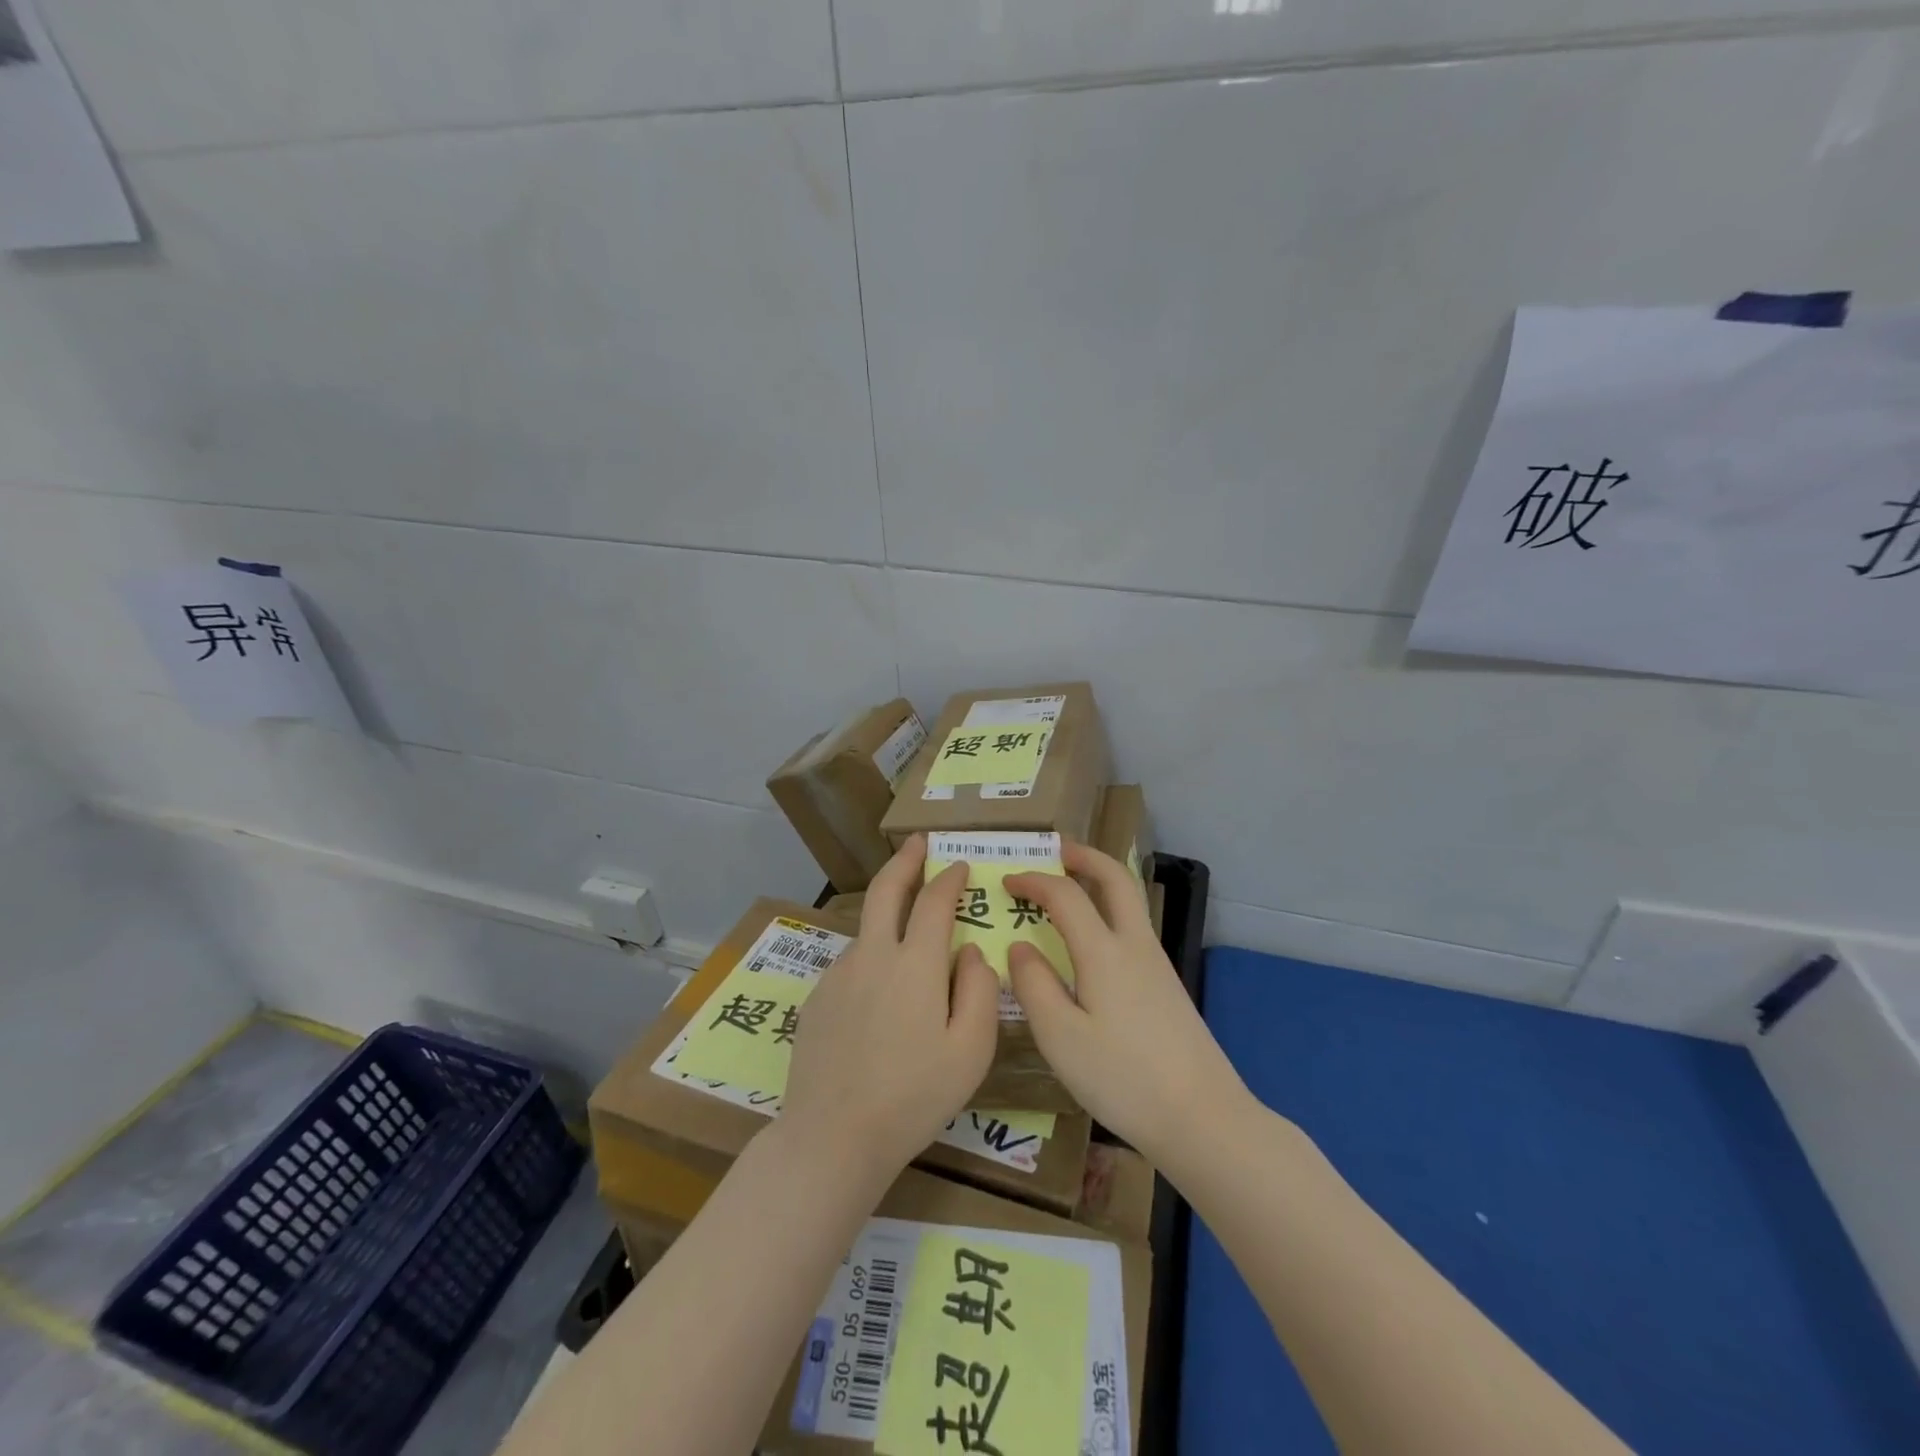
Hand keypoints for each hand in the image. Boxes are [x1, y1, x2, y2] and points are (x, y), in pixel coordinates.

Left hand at [780, 836, 1001, 1181]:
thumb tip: (970, 951)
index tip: (960, 865)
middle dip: (905, 860)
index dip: (949, 878)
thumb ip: (979, 990)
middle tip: (918, 842)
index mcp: (914, 964)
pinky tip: (878, 992)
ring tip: (905, 926)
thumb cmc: (914, 1096)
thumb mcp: (971, 1050)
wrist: (833, 1136)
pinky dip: (871, 957)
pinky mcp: (817, 998)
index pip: (935, 901)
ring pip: (868, 929)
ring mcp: (839, 975)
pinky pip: (852, 964)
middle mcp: (873, 955)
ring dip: (887, 914)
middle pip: (887, 890)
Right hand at [1006, 843, 1248, 1164]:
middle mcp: (1135, 945)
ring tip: (1070, 887)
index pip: (1065, 895)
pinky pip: (1133, 928)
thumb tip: (1020, 946)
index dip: (1034, 880)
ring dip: (1100, 882)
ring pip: (1129, 901)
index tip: (1006, 881)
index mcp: (1104, 952)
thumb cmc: (1123, 1078)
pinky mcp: (1167, 986)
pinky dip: (1109, 912)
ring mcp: (1157, 964)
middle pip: (1115, 878)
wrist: (1203, 1118)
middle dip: (1085, 857)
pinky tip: (1092, 942)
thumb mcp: (1061, 1037)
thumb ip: (1034, 985)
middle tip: (1056, 850)